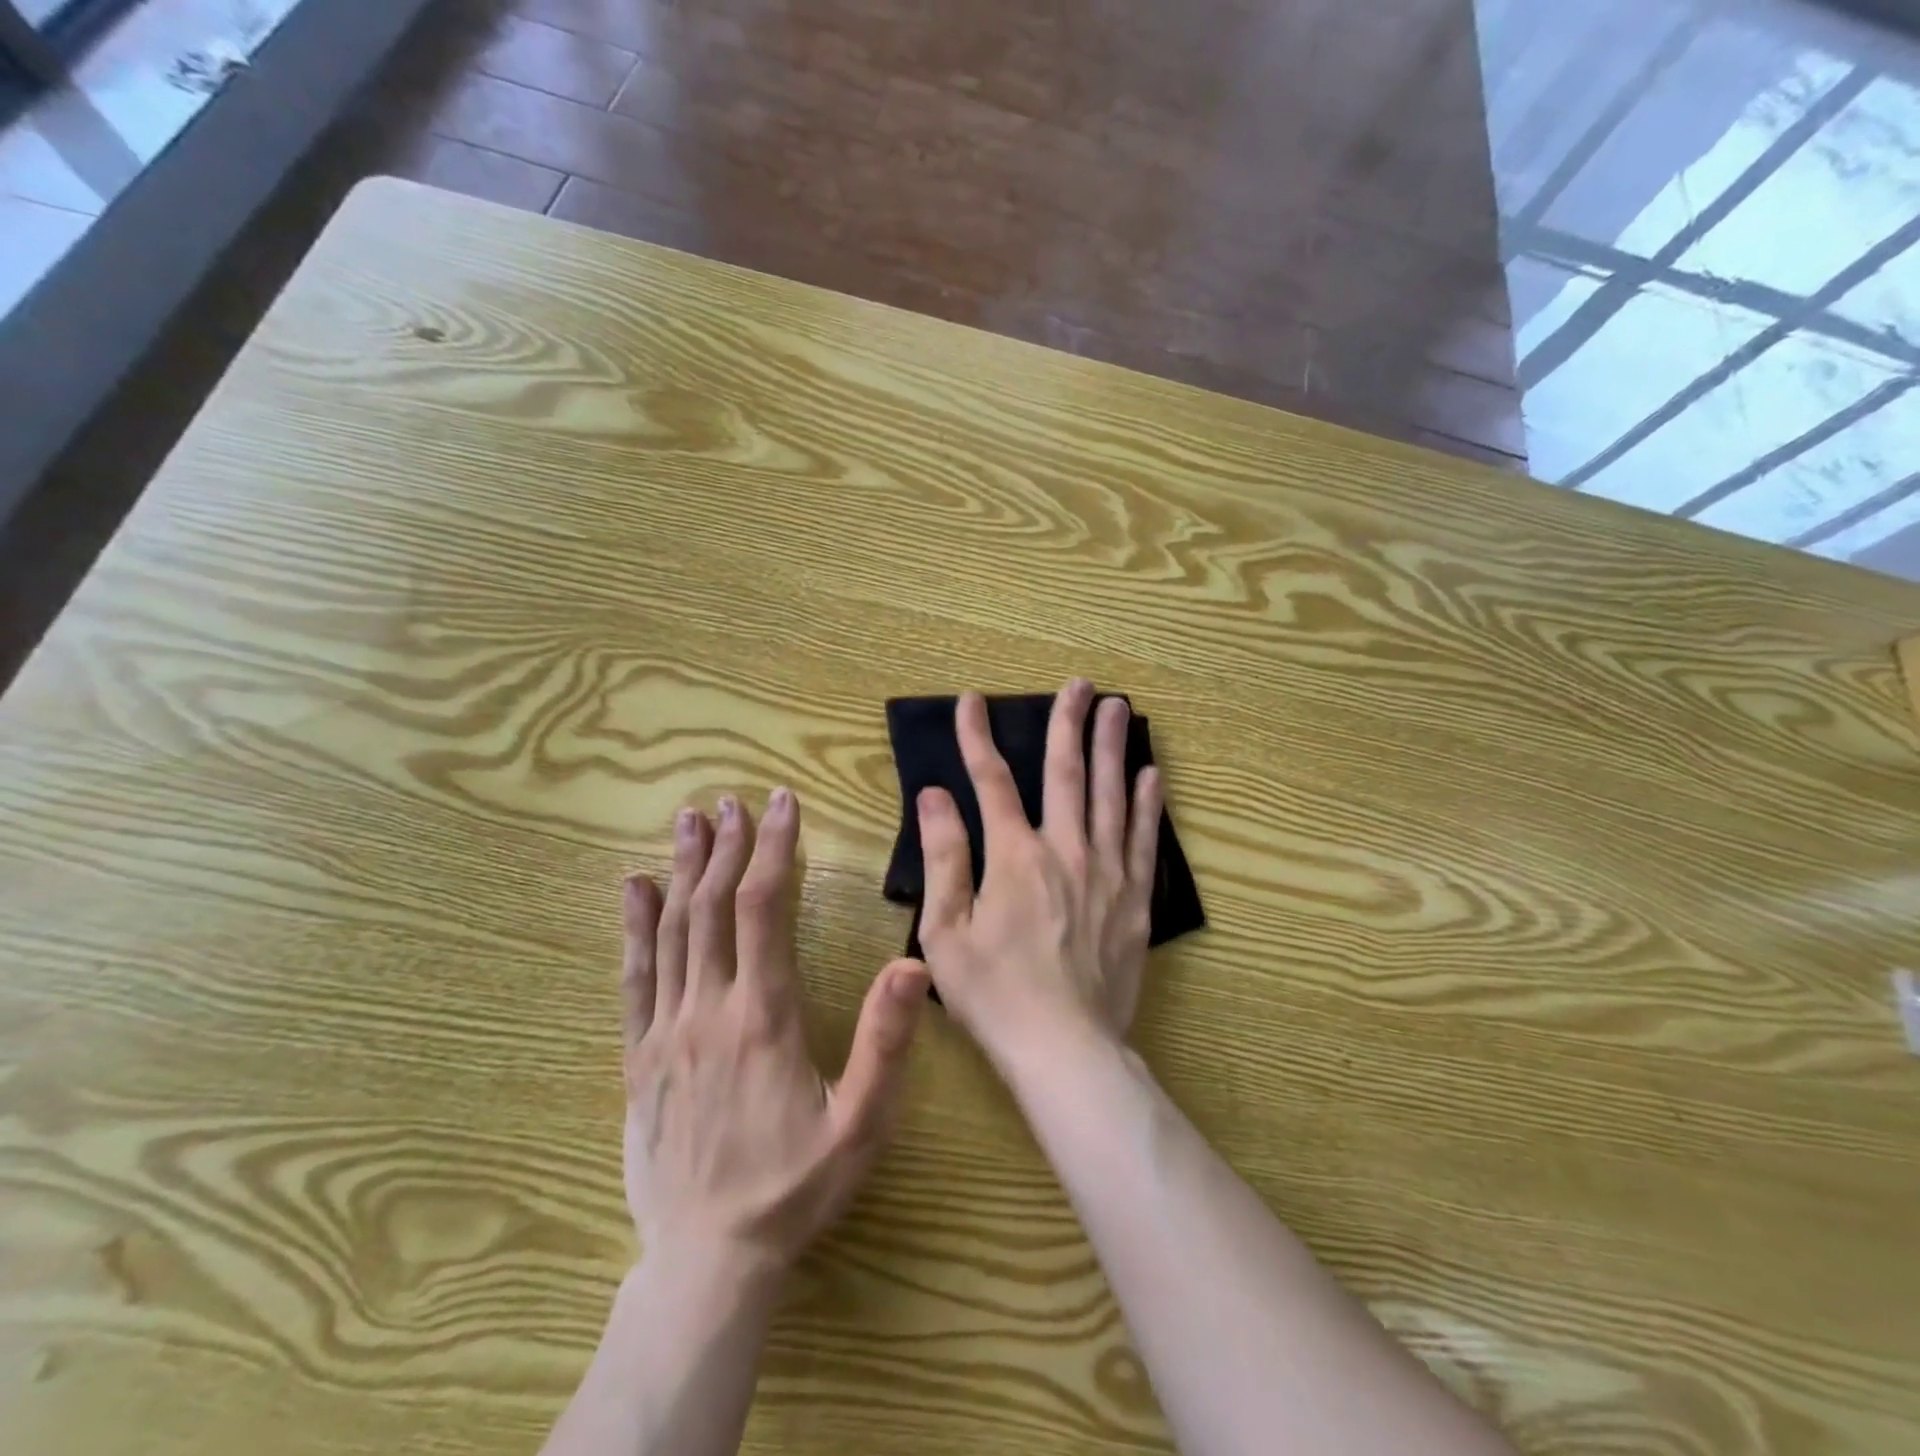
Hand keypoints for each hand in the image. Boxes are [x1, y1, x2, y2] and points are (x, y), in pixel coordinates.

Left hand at [619, 789, 930, 1281]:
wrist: (707, 1261)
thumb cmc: (795, 1189)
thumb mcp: (861, 1124)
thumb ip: (886, 1042)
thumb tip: (912, 963)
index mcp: (764, 1017)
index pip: (764, 909)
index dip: (772, 850)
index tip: (781, 805)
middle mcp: (709, 1009)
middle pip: (712, 907)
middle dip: (725, 846)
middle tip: (732, 800)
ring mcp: (666, 1031)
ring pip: (671, 931)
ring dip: (681, 870)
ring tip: (688, 820)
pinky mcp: (639, 1057)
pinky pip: (633, 978)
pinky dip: (634, 926)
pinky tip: (633, 888)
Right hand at [915, 678, 1162, 1072]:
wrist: (1065, 1047)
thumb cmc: (994, 994)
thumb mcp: (945, 930)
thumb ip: (943, 857)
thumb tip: (934, 795)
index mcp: (1014, 856)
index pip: (991, 781)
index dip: (977, 737)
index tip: (971, 701)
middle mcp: (1065, 849)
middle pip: (1067, 772)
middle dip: (1068, 722)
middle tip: (1079, 684)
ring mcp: (1107, 872)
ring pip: (1111, 794)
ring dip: (1113, 746)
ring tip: (1119, 707)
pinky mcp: (1135, 898)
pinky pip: (1143, 838)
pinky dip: (1147, 803)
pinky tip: (1152, 775)